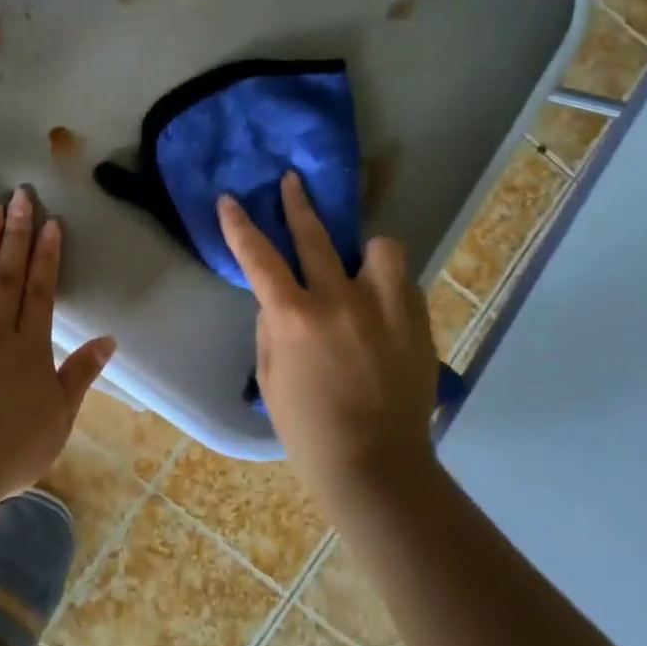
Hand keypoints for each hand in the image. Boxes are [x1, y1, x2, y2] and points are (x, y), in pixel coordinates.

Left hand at [0, 187, 116, 496]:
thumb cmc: (7, 451)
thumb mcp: (58, 420)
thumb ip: (80, 376)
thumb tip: (108, 340)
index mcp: (30, 351)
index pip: (41, 293)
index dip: (46, 257)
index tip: (50, 224)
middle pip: (7, 276)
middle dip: (16, 235)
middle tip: (20, 196)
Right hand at [217, 172, 438, 498]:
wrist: (374, 464)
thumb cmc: (306, 427)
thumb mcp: (270, 375)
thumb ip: (273, 327)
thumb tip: (281, 299)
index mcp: (294, 317)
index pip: (259, 257)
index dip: (239, 225)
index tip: (230, 200)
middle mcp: (339, 301)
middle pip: (316, 236)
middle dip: (298, 203)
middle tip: (292, 181)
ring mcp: (384, 309)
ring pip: (381, 248)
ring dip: (365, 252)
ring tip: (361, 266)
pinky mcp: (417, 323)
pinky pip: (403, 284)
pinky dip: (388, 287)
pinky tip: (381, 308)